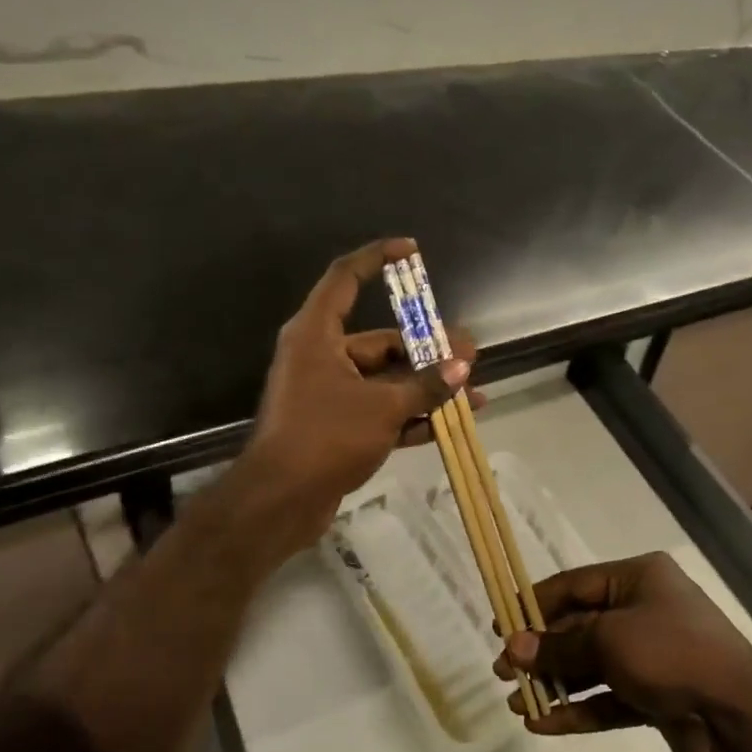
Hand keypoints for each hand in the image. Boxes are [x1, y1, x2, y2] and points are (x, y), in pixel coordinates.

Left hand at [225, 238, 474, 559]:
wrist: (279, 502)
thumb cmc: (326, 436)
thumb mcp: (383, 407)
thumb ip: (426, 384)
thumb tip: (463, 366)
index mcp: (318, 334)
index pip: (346, 278)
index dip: (377, 258)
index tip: (411, 250)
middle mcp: (322, 356)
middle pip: (381, 340)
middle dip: (428, 349)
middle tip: (470, 354)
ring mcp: (329, 392)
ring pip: (386, 379)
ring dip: (426, 386)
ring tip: (472, 391)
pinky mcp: (337, 425)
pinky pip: (380, 409)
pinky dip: (411, 414)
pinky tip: (450, 423)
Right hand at [495, 552, 751, 751]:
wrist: (738, 717)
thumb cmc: (672, 653)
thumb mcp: (610, 639)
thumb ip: (560, 645)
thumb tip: (515, 647)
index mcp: (638, 579)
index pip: (575, 584)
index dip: (535, 603)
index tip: (500, 624)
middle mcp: (644, 610)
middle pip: (580, 626)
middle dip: (542, 650)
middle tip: (503, 671)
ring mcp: (650, 655)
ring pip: (591, 665)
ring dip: (555, 683)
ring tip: (516, 703)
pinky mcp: (654, 695)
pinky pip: (607, 697)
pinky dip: (578, 709)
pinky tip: (544, 725)